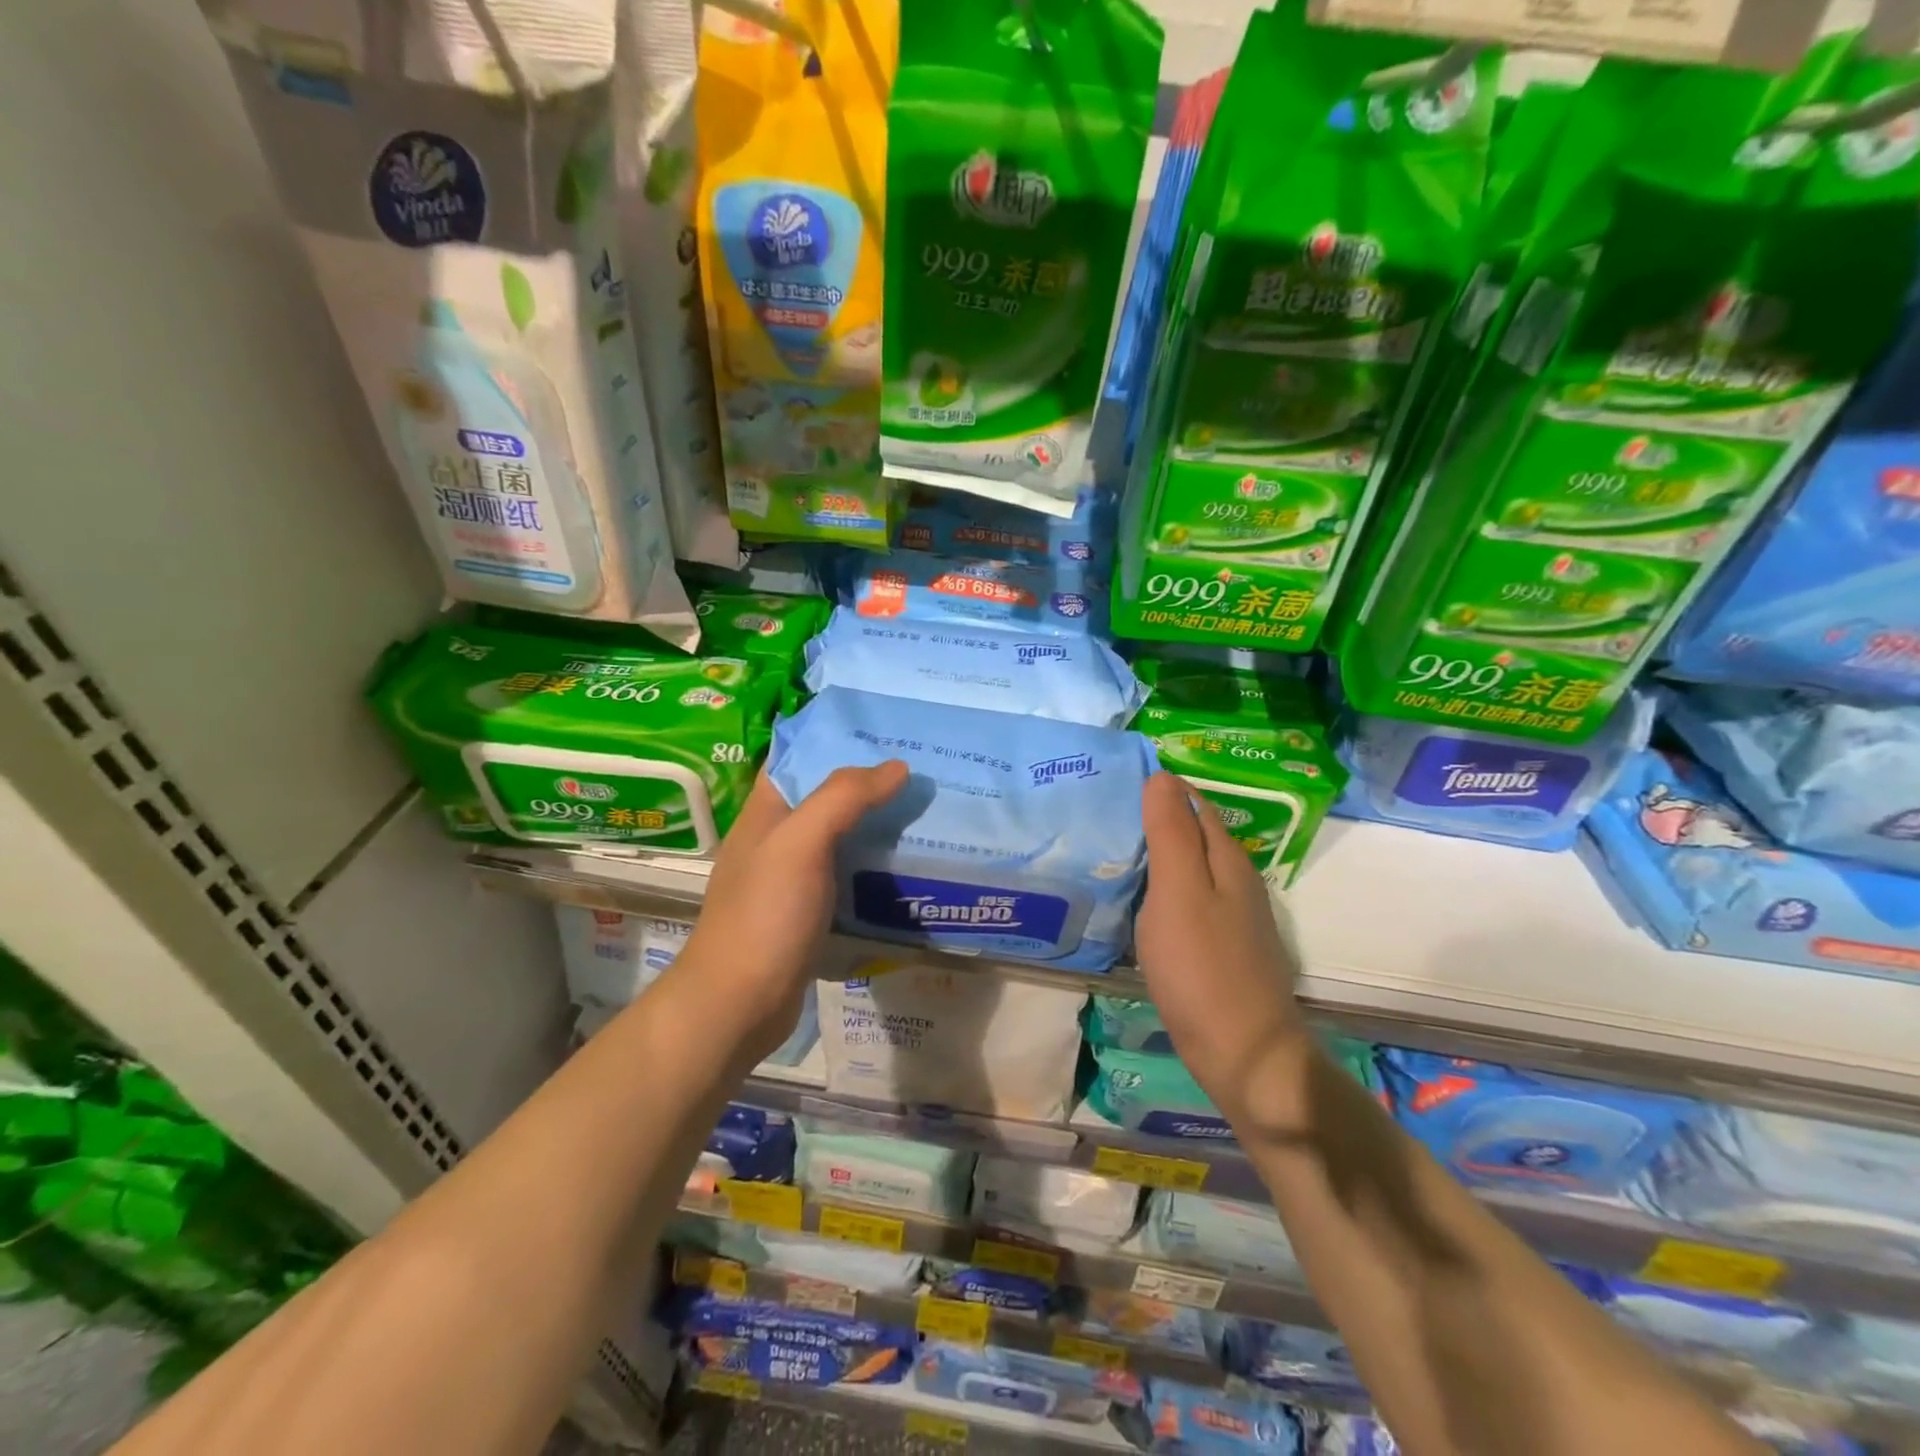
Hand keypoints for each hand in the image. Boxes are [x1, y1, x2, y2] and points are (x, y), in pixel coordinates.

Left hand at [676, 762, 907, 1063]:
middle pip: (826, 798)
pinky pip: (847, 877)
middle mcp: (777, 840)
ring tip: (926, 814)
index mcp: (766, 812)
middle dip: (869, 785)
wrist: (738, 1005)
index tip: (887, 733)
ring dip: (876, 827)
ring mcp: (792, 880)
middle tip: (922, 773)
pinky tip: (908, 868)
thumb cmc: (764, 915)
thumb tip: (896, 766)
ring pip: (840, 839)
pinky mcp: (809, 914)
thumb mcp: (800, 843)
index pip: (799, 758)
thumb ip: (844, 798)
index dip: (837, 740)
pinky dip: (873, 868)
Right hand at [1136, 773, 1311, 1136]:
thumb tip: (1161, 776)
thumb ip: (1170, 833)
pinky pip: (1188, 901)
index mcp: (1227, 860)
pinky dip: (1162, 890)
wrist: (1243, 1055)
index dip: (1161, 788)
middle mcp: (1236, 881)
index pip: (1194, 803)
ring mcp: (1233, 918)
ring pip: (1191, 869)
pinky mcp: (1222, 948)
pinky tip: (1139, 901)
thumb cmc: (1202, 968)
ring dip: (1159, 855)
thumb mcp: (1178, 892)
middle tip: (1105, 812)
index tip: (1116, 780)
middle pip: (1195, 834)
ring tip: (1113, 850)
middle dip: (1157, 818)